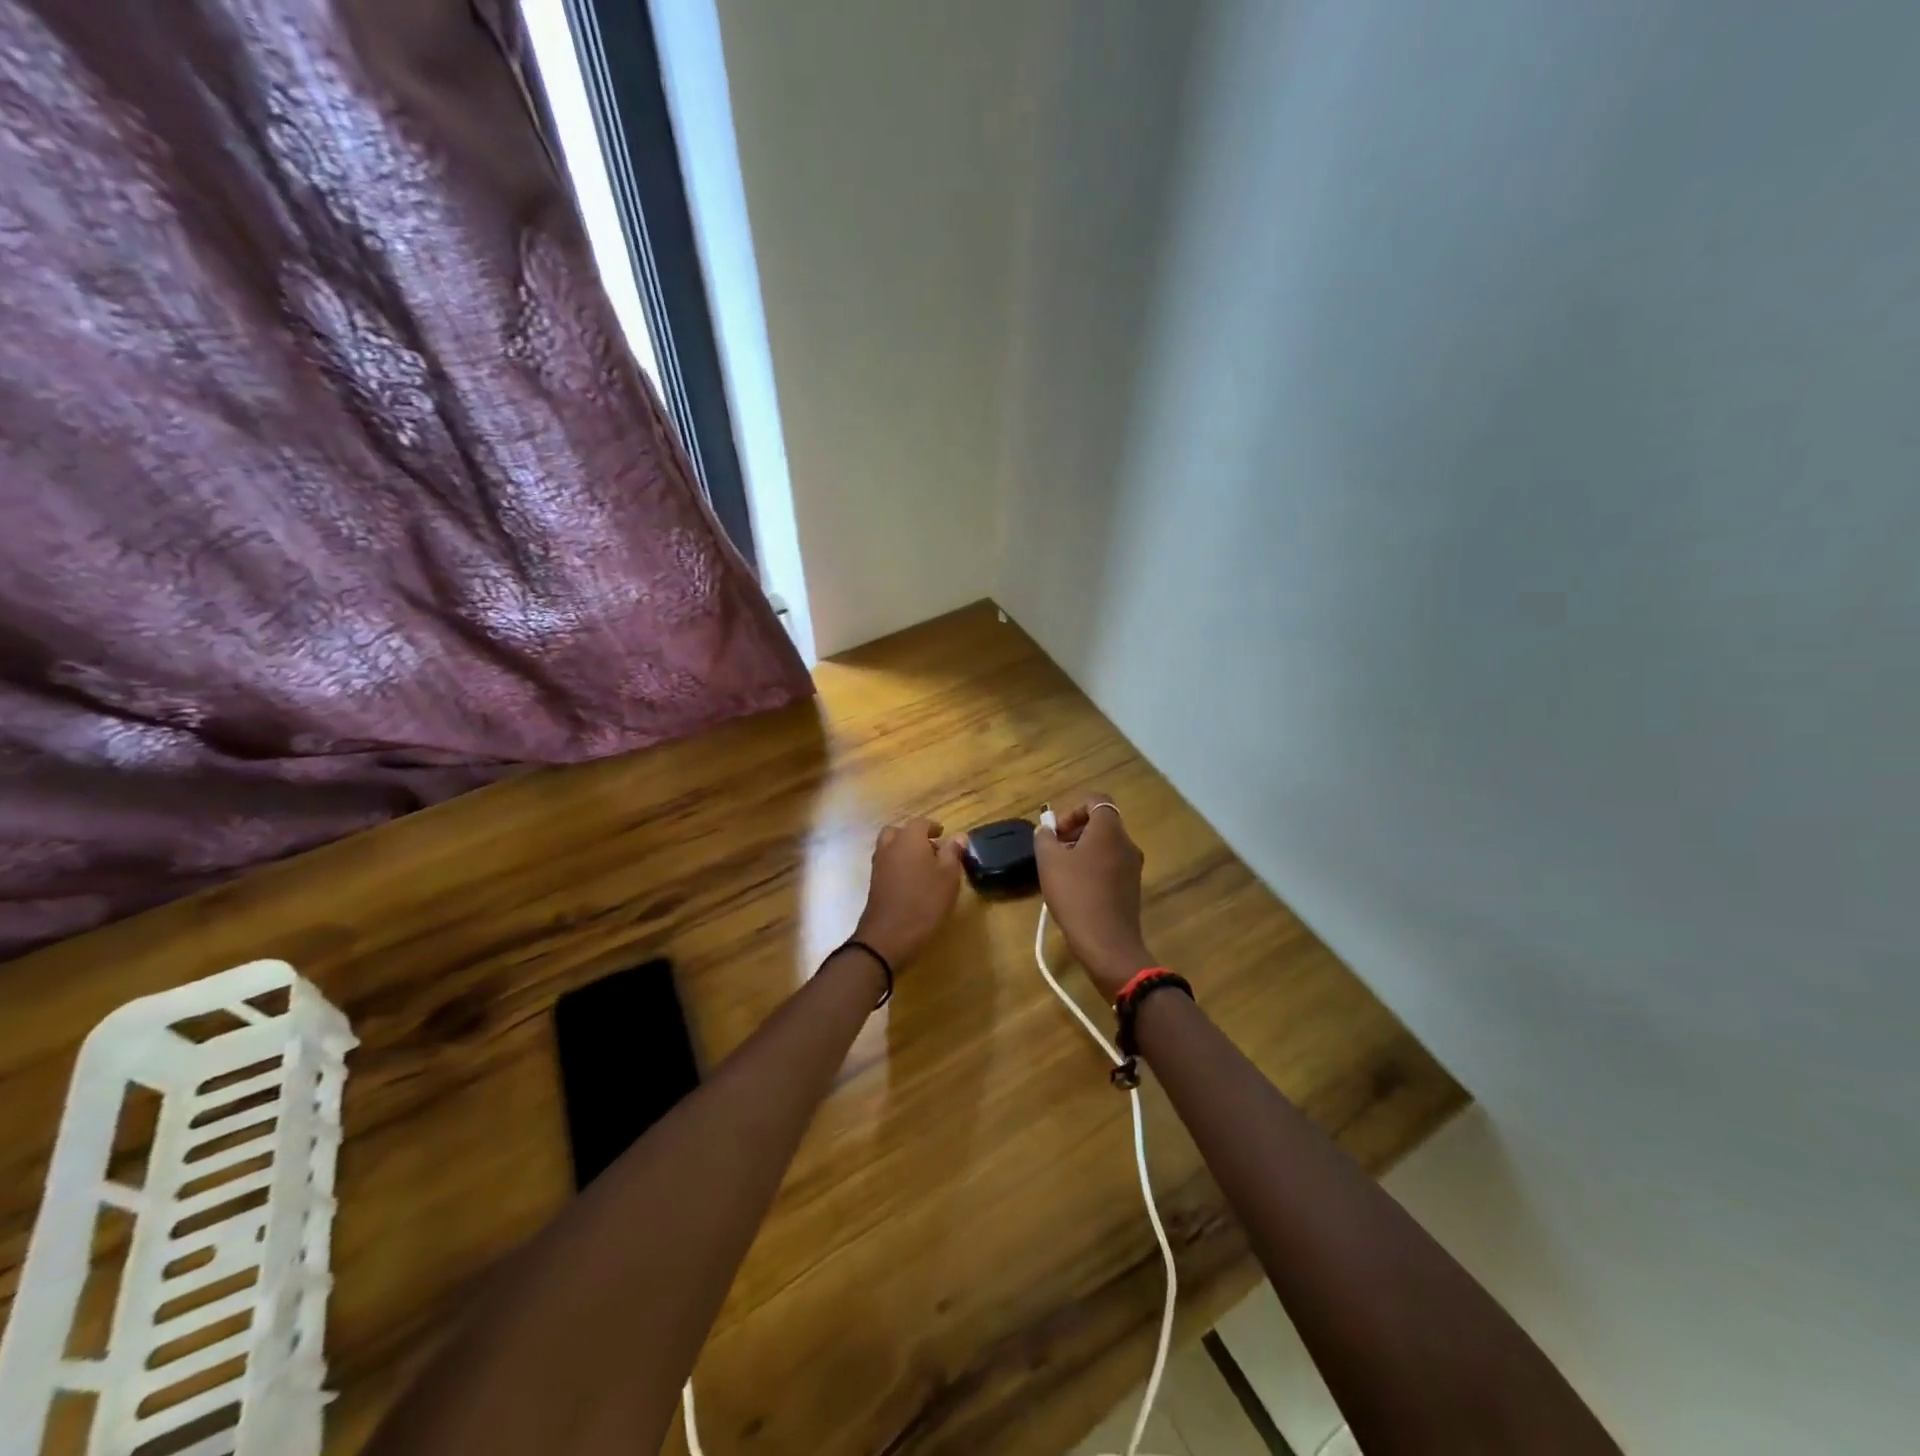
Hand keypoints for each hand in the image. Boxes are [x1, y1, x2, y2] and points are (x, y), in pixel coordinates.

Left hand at [851, 817, 966, 969]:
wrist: (889, 935)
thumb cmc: (925, 901)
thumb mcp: (949, 876)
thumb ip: (953, 853)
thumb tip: (959, 836)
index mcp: (909, 839)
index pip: (921, 823)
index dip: (933, 827)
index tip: (943, 834)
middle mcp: (890, 846)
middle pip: (899, 832)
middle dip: (914, 836)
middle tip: (931, 848)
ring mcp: (878, 865)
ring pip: (890, 847)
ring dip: (904, 850)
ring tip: (923, 866)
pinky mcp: (874, 883)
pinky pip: (886, 864)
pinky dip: (897, 864)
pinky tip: (912, 882)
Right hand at [1035, 795, 1156, 999]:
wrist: (1107, 943)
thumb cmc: (1076, 895)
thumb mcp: (1049, 862)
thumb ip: (1044, 838)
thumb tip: (1046, 829)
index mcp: (1110, 830)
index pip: (1096, 800)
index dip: (1073, 809)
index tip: (1056, 832)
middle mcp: (1127, 843)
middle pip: (1101, 823)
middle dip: (1075, 831)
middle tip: (1054, 851)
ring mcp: (1133, 867)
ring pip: (1106, 846)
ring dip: (1082, 851)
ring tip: (1060, 872)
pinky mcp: (1132, 888)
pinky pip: (1111, 866)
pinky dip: (1093, 868)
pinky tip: (1075, 890)